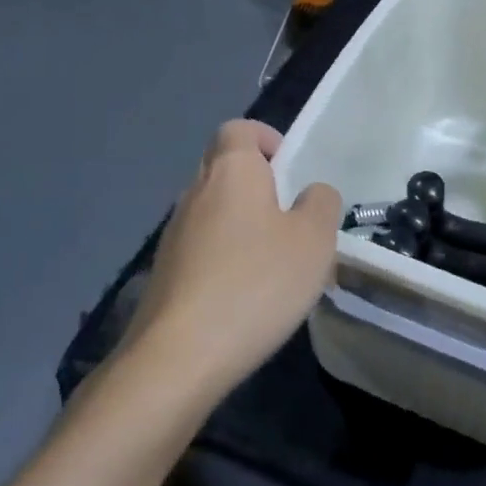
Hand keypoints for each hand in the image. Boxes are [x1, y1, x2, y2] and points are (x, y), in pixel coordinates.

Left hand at [123, 120, 341, 401]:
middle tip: (288, 216)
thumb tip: (312, 193)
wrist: (178, 357)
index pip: (238, 128)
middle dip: (256, 182)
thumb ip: (321, 204)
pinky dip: (223, 256)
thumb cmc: (255, 284)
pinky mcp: (164, 271)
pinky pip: (200, 246)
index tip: (289, 168)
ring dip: (240, 222)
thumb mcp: (314, 241)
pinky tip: (244, 295)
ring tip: (272, 263)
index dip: (265, 138)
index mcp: (231, 170)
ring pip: (212, 209)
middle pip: (223, 166)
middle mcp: (195, 190)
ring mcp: (173, 232)